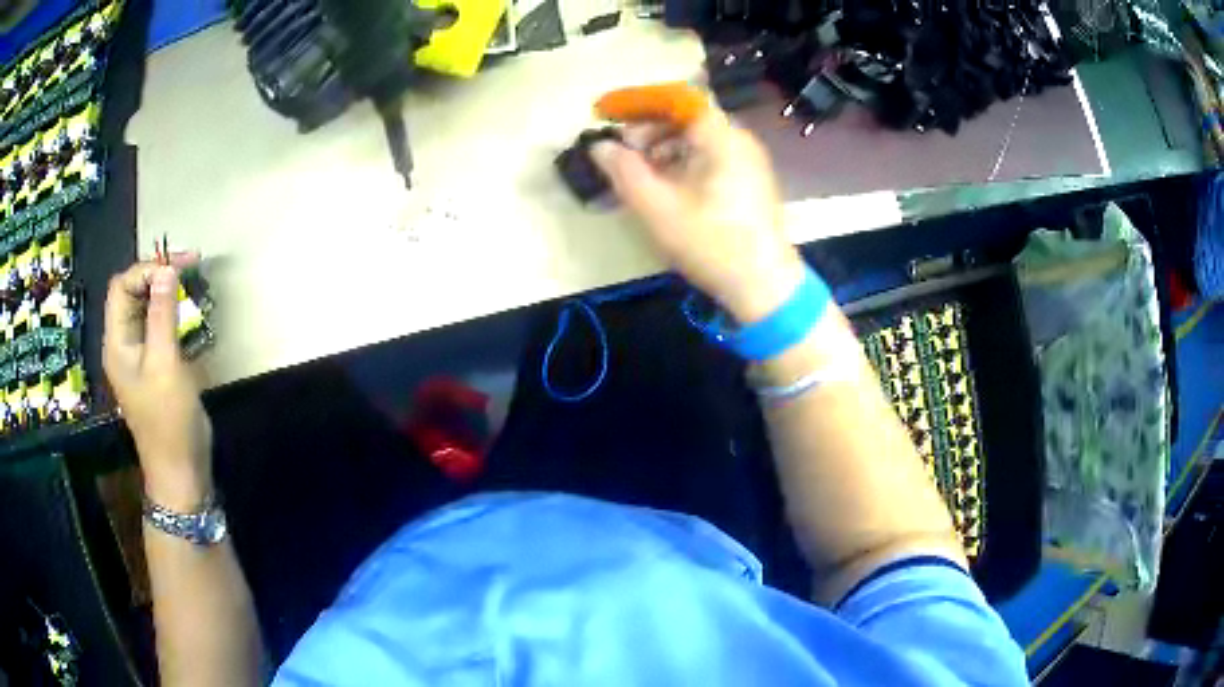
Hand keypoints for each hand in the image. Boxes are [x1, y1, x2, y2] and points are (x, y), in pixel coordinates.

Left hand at [103, 257, 212, 510]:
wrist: (180, 471)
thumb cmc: (168, 420)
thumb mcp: (165, 365)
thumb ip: (163, 315)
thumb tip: (167, 269)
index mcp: (117, 342)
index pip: (122, 287)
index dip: (147, 269)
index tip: (179, 266)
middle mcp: (123, 343)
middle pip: (133, 293)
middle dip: (158, 275)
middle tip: (191, 266)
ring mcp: (139, 356)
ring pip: (147, 308)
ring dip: (167, 291)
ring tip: (193, 283)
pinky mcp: (154, 366)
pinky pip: (158, 327)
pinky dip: (173, 312)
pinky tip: (190, 313)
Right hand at [591, 110, 805, 323]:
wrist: (765, 287)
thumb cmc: (712, 243)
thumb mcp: (658, 208)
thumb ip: (624, 171)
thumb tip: (600, 146)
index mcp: (722, 138)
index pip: (677, 98)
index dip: (638, 101)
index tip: (607, 113)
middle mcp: (739, 140)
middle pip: (688, 117)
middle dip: (649, 127)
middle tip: (621, 150)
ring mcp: (748, 161)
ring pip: (698, 138)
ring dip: (663, 146)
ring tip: (639, 171)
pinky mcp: (750, 181)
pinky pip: (711, 156)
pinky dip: (683, 161)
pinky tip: (666, 185)